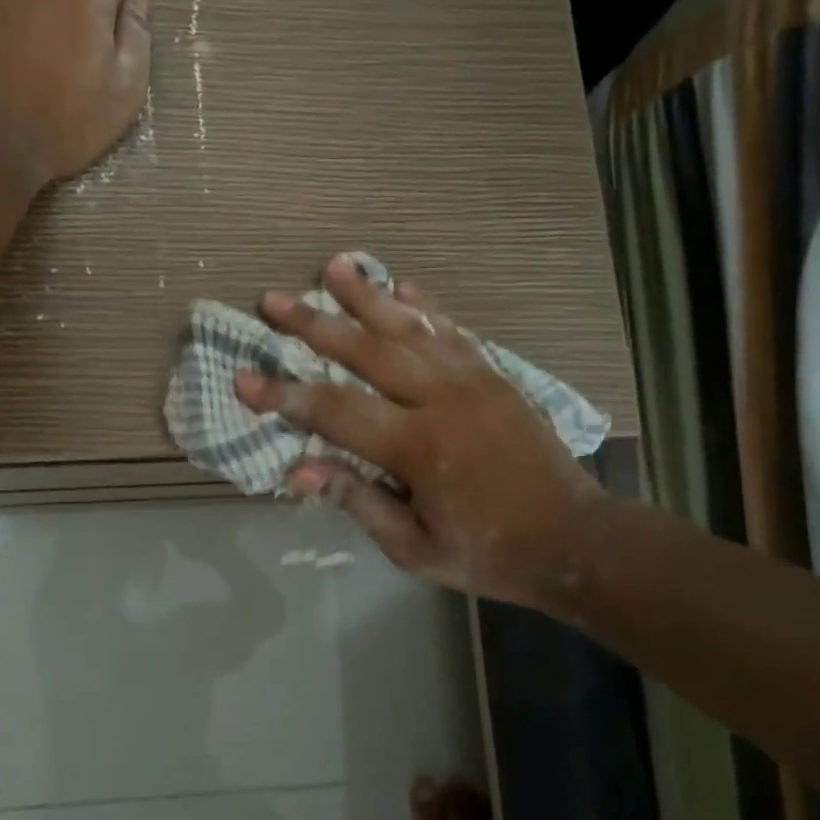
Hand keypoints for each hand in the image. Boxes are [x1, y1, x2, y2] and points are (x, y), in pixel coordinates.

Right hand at [233, 255, 605, 606]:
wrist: (576, 540)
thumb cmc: (488, 553)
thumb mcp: (414, 548)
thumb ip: (358, 501)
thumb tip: (297, 471)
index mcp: (418, 447)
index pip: (334, 411)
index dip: (283, 394)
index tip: (242, 377)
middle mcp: (442, 400)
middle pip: (366, 350)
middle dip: (314, 324)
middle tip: (272, 300)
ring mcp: (473, 381)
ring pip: (409, 328)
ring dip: (367, 295)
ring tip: (334, 265)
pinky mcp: (495, 376)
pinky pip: (453, 332)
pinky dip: (425, 307)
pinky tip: (404, 286)